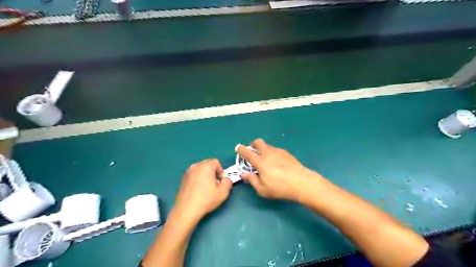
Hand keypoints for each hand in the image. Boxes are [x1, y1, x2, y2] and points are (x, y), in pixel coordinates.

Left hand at [173, 159, 231, 222]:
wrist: (186, 210)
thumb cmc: (206, 199)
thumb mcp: (223, 192)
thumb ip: (228, 182)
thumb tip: (226, 179)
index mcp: (206, 166)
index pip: (216, 162)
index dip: (221, 171)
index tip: (220, 181)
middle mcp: (195, 166)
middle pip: (208, 164)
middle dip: (213, 172)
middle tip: (215, 184)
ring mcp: (187, 172)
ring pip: (200, 169)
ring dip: (205, 175)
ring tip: (206, 188)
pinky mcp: (183, 179)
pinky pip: (194, 175)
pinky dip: (198, 179)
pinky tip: (198, 191)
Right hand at [236, 138, 321, 201]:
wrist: (301, 182)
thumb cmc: (280, 188)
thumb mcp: (262, 189)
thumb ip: (252, 180)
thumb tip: (244, 174)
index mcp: (260, 162)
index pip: (247, 153)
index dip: (241, 149)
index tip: (238, 148)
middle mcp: (268, 153)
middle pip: (258, 142)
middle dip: (253, 144)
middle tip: (252, 150)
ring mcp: (278, 152)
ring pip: (268, 145)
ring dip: (263, 149)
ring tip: (265, 159)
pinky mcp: (287, 153)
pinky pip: (276, 150)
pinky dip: (272, 153)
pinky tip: (276, 162)